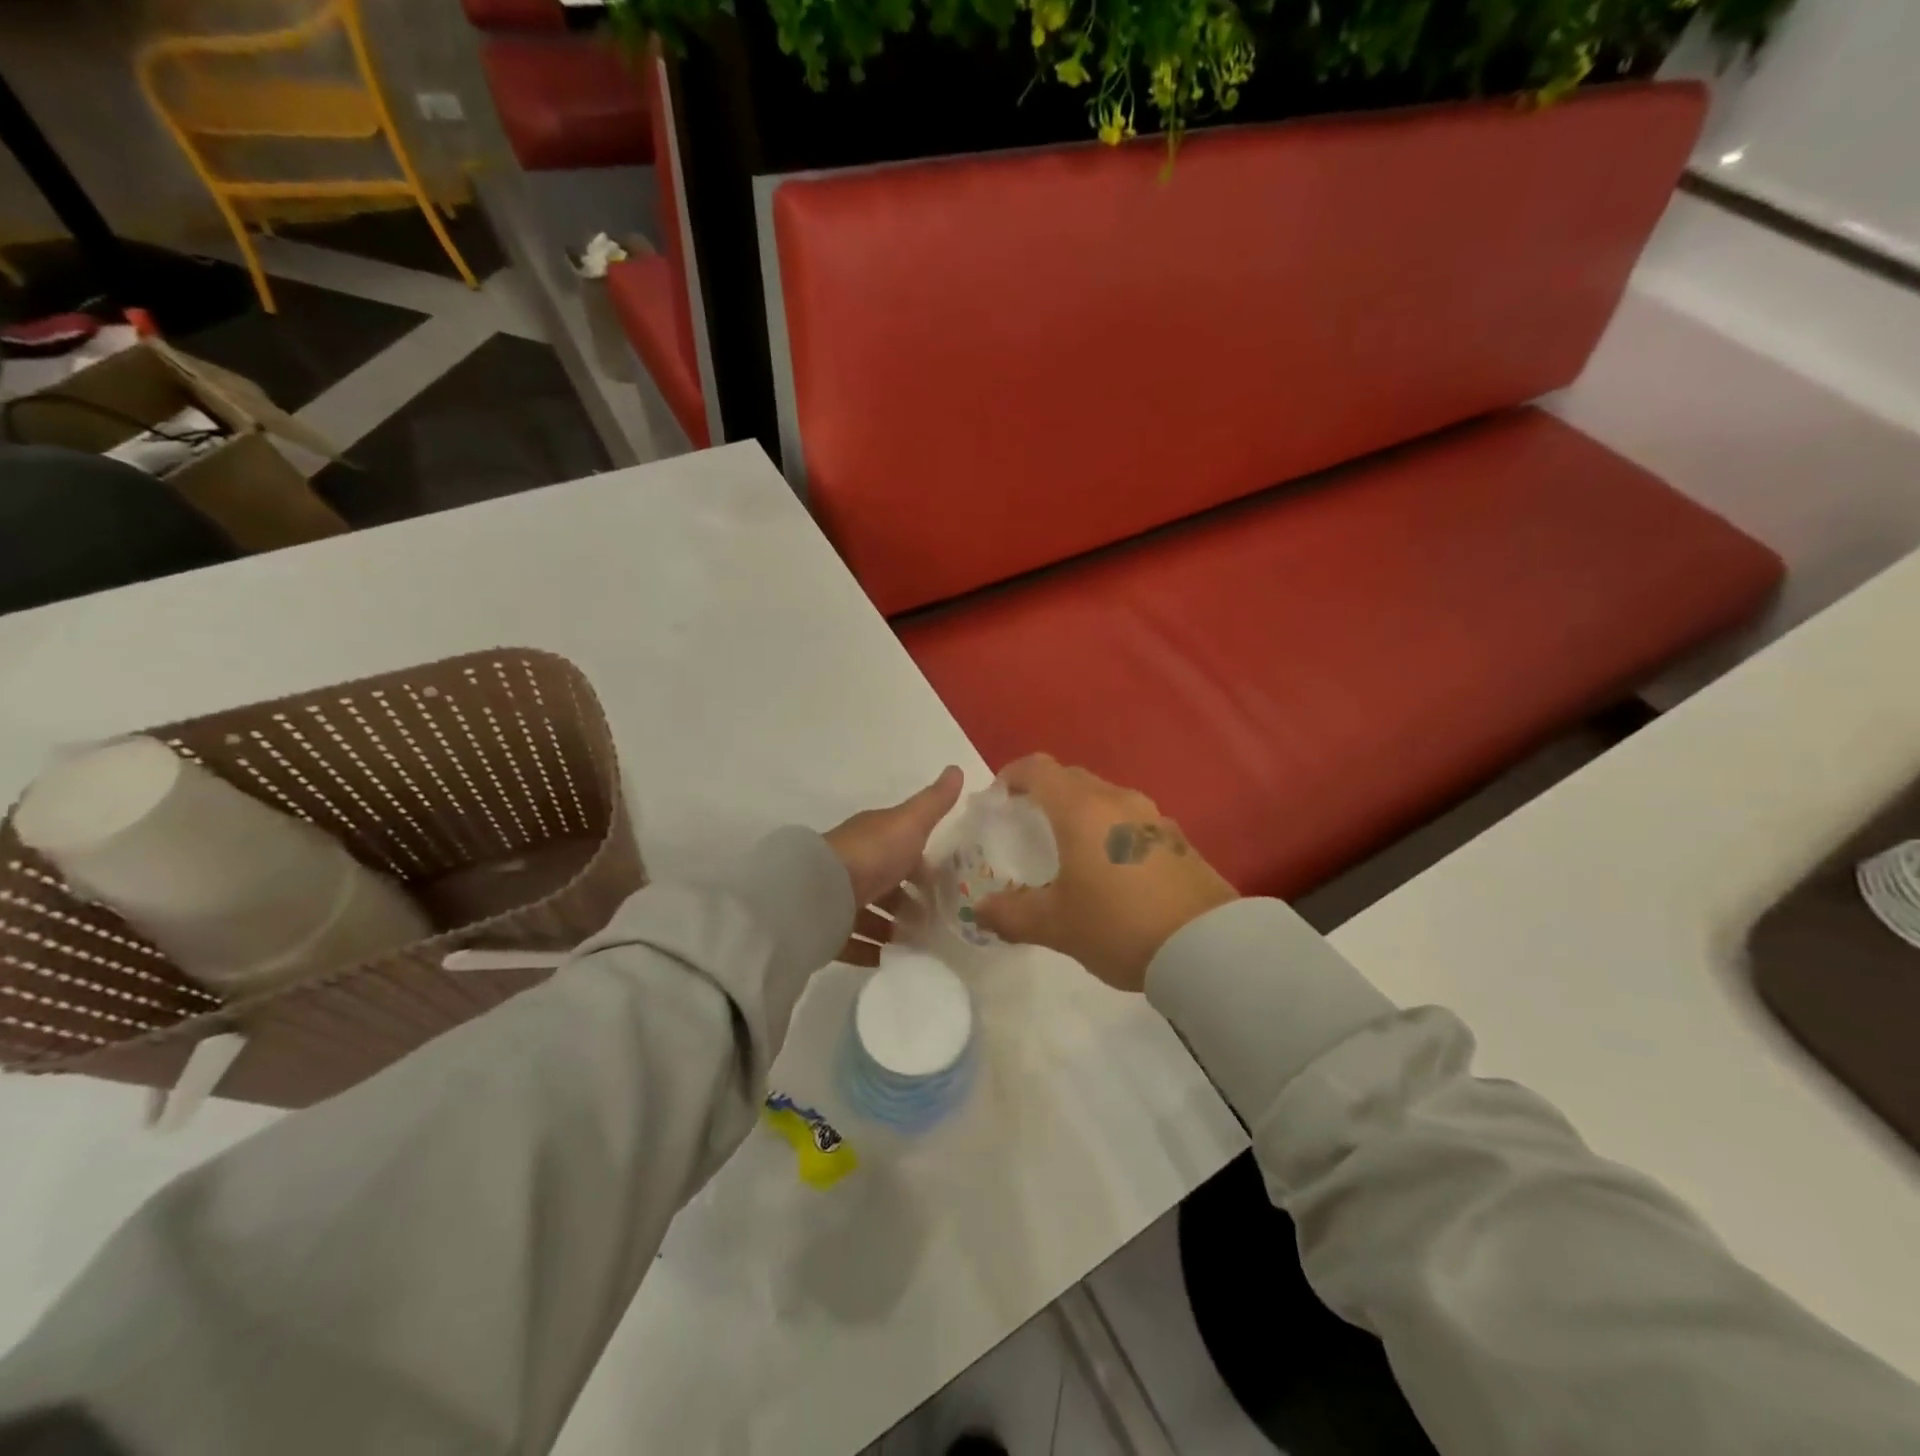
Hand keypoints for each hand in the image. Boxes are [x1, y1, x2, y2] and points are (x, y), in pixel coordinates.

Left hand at [824, 765, 963, 965]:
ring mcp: (838, 897)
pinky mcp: (827, 928)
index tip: (950, 887)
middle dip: (910, 902)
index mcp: (874, 837)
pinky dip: (870, 951)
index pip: (903, 849)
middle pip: (887, 884)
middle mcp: (855, 864)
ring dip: (892, 928)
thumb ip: (934, 802)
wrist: (820, 891)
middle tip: (939, 924)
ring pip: (870, 914)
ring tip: (919, 947)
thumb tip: (957, 768)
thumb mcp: (910, 823)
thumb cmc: (872, 853)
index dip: (924, 866)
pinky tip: (890, 962)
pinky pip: (851, 941)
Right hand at [974, 755, 1235, 991]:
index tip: (998, 799)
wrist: (1206, 946)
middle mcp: (1117, 800)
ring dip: (1080, 812)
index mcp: (1081, 810)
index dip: (1012, 776)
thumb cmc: (1118, 925)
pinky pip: (1131, 821)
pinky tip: (1110, 871)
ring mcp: (1153, 817)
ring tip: (1069, 850)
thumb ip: (1011, 914)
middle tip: (1028, 828)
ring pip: (1104, 798)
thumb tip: (980, 911)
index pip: (1038, 768)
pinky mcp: (1177, 838)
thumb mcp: (1056, 925)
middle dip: (1044, 794)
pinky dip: (1110, 831)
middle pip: (1071, 779)